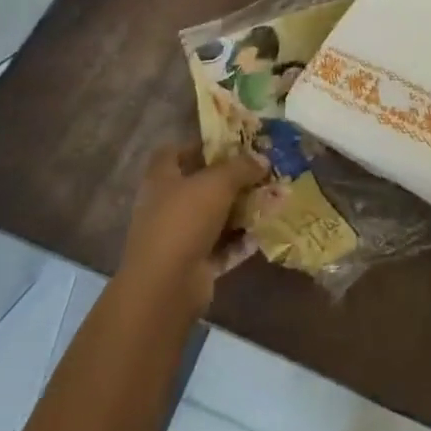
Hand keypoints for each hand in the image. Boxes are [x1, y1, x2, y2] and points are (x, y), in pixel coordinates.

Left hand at [118, 143, 267, 315]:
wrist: (166, 287)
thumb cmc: (185, 220)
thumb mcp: (217, 182)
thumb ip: (241, 167)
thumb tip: (262, 160)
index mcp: (161, 179)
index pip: (172, 153)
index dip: (197, 146)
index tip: (226, 144)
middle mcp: (166, 206)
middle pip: (198, 186)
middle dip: (228, 180)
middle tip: (258, 172)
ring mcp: (178, 238)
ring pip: (213, 218)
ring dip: (238, 211)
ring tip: (269, 200)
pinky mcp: (192, 266)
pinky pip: (221, 248)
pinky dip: (239, 241)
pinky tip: (263, 232)